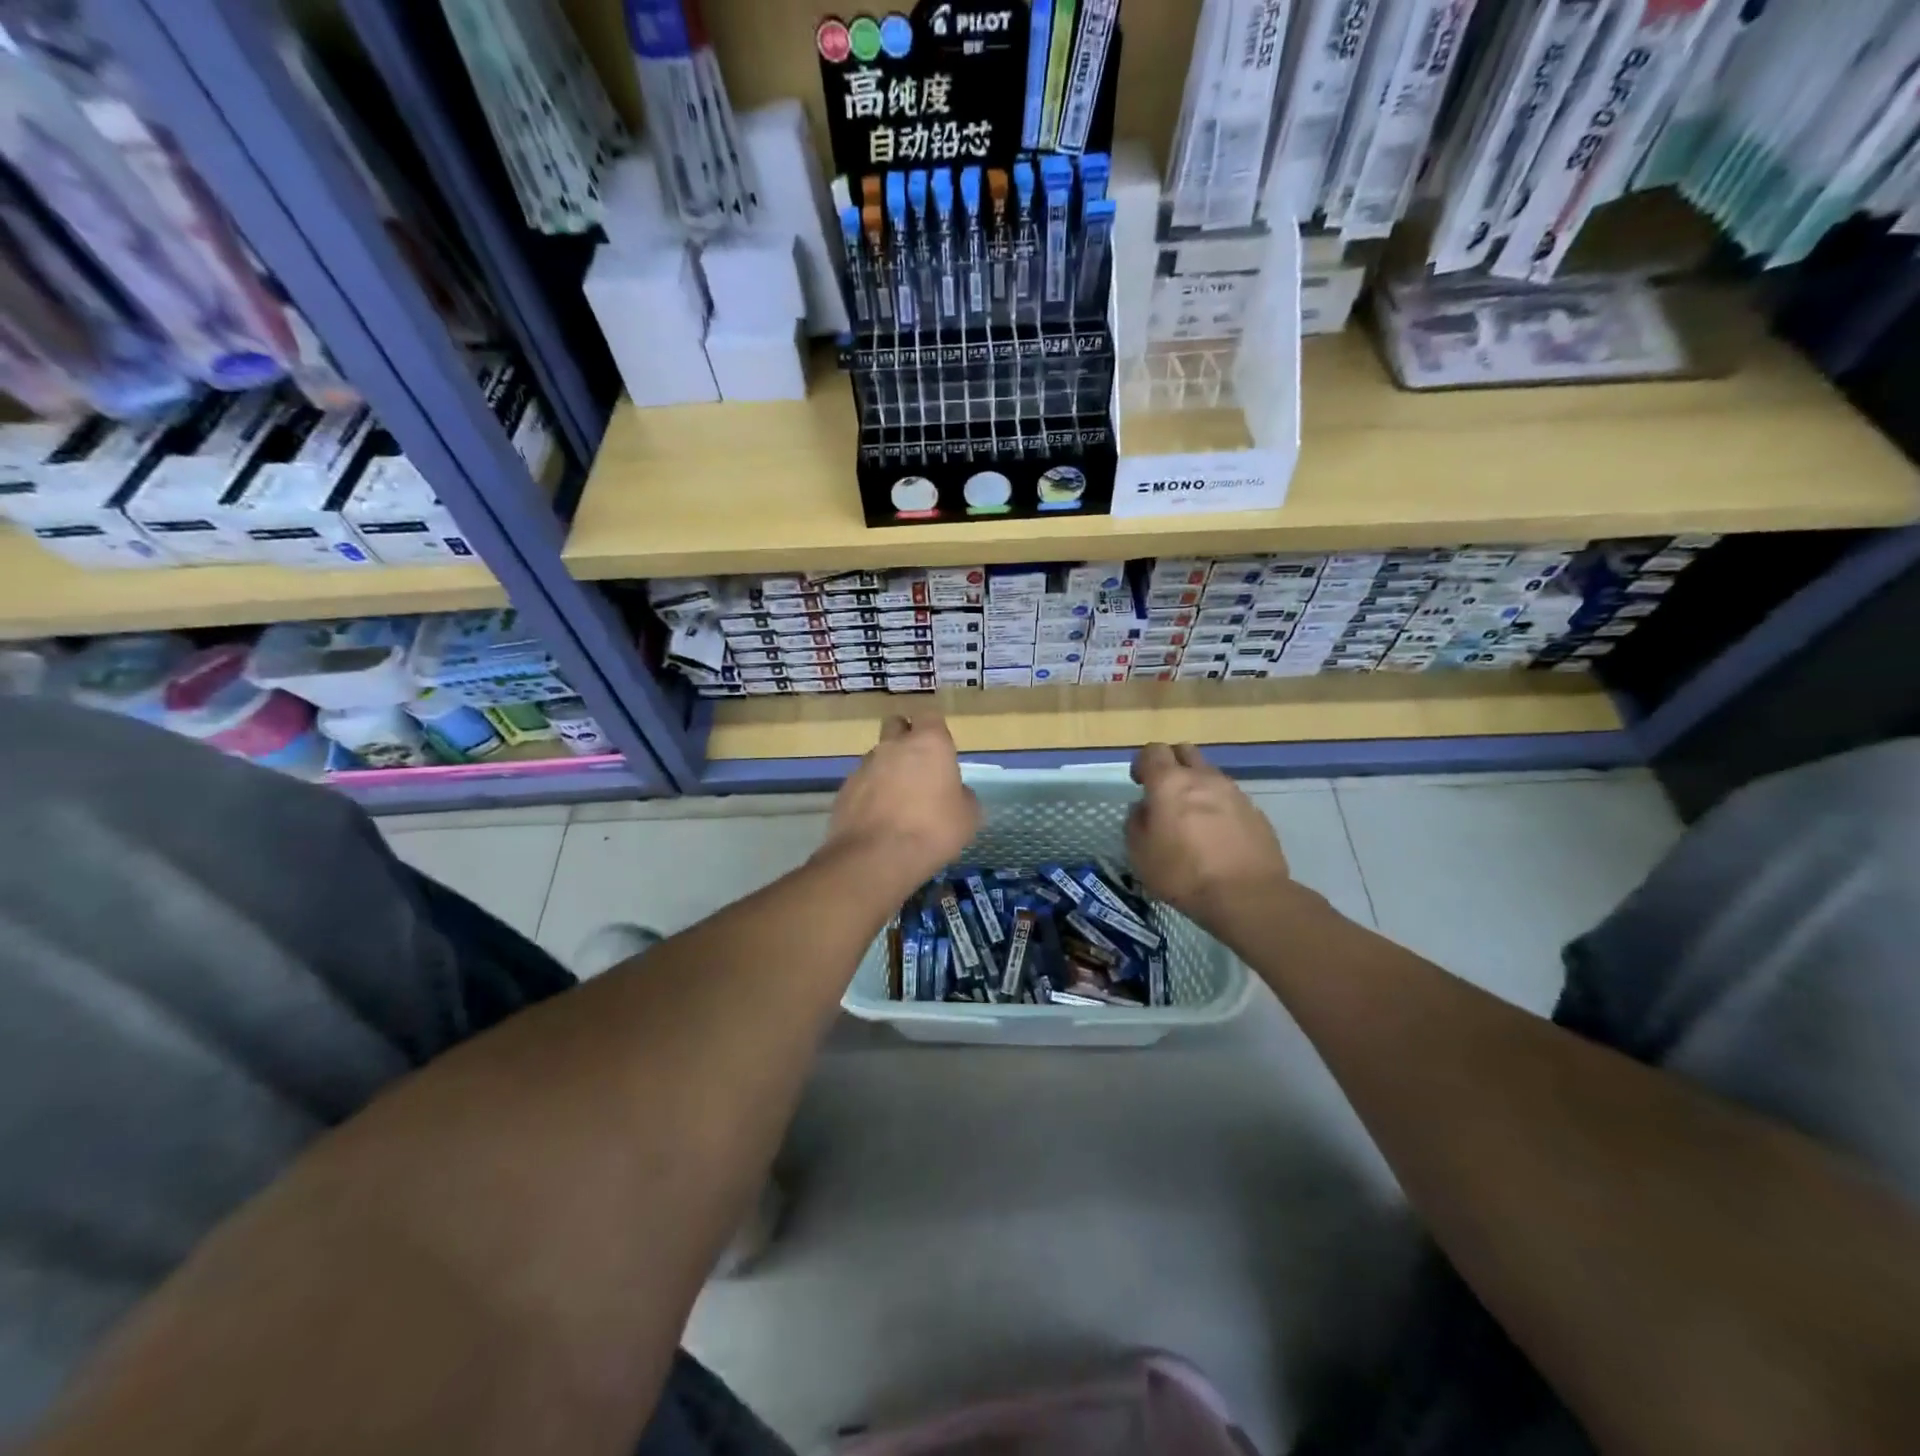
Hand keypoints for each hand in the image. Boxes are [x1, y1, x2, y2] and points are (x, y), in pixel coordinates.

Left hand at [821, 714, 979, 893]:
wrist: (876, 858)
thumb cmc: (933, 830)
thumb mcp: (968, 817)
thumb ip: (962, 796)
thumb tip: (955, 792)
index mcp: (929, 743)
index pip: (930, 716)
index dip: (935, 730)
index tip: (941, 750)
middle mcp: (893, 745)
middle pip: (896, 725)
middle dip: (905, 738)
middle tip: (917, 766)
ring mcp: (864, 766)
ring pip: (877, 755)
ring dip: (887, 768)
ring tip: (897, 800)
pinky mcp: (844, 789)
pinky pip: (861, 782)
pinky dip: (870, 793)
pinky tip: (878, 818)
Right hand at [1127, 743, 1294, 925]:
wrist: (1247, 896)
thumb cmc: (1183, 874)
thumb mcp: (1140, 854)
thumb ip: (1136, 823)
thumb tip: (1143, 809)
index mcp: (1169, 783)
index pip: (1153, 751)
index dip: (1142, 763)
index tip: (1139, 783)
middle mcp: (1203, 778)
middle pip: (1185, 751)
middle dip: (1172, 763)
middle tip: (1165, 791)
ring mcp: (1233, 792)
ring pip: (1209, 774)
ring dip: (1197, 786)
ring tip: (1192, 818)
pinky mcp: (1255, 811)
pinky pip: (1230, 798)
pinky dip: (1218, 807)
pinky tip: (1216, 835)